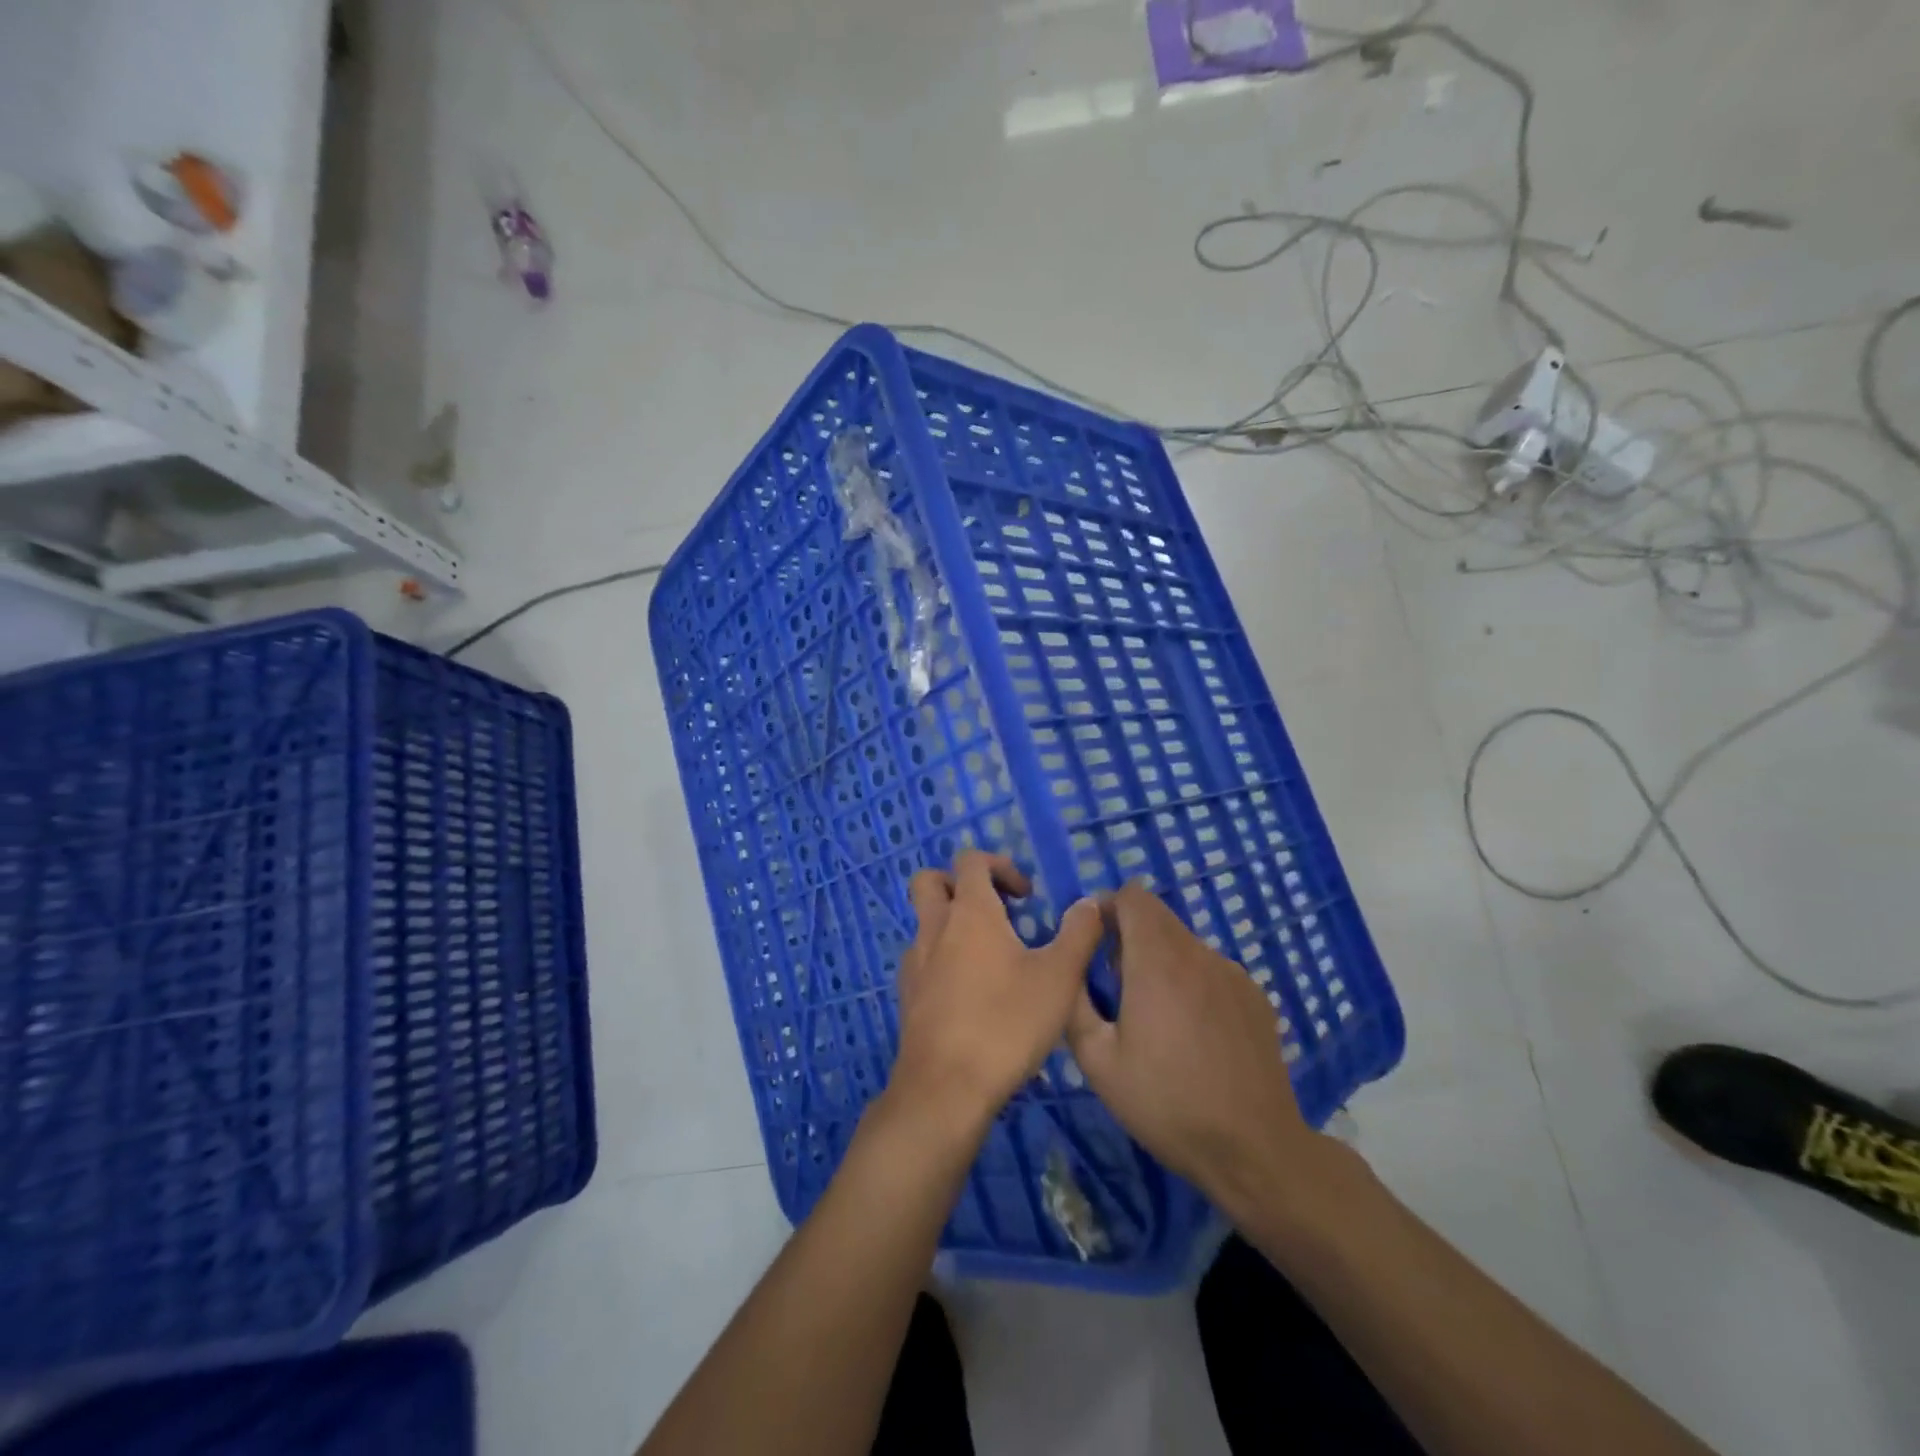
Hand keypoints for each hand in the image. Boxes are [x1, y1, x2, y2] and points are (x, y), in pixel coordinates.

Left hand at [891, 851, 1103, 1129]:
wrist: (945, 1088)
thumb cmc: (1006, 1023)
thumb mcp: (1060, 977)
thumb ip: (1079, 933)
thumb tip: (1090, 902)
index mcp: (969, 912)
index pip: (971, 860)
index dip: (1000, 866)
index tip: (1026, 897)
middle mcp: (934, 927)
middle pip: (932, 881)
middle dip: (961, 884)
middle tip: (995, 912)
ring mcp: (914, 962)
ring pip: (925, 922)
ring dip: (952, 925)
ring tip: (991, 959)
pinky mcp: (907, 996)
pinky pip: (922, 959)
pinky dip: (943, 959)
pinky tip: (971, 995)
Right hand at [1066, 884, 1327, 1220]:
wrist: (1254, 1149)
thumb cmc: (1166, 1103)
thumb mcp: (1098, 1061)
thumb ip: (1075, 1002)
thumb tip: (1070, 965)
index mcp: (1158, 960)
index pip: (1132, 896)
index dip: (1108, 908)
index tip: (1094, 944)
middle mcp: (1199, 954)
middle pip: (1158, 918)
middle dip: (1129, 938)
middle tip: (1117, 990)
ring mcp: (1233, 974)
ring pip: (1184, 946)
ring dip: (1162, 963)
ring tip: (1156, 1020)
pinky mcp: (1255, 997)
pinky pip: (1211, 971)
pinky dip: (1192, 984)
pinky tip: (1194, 1037)